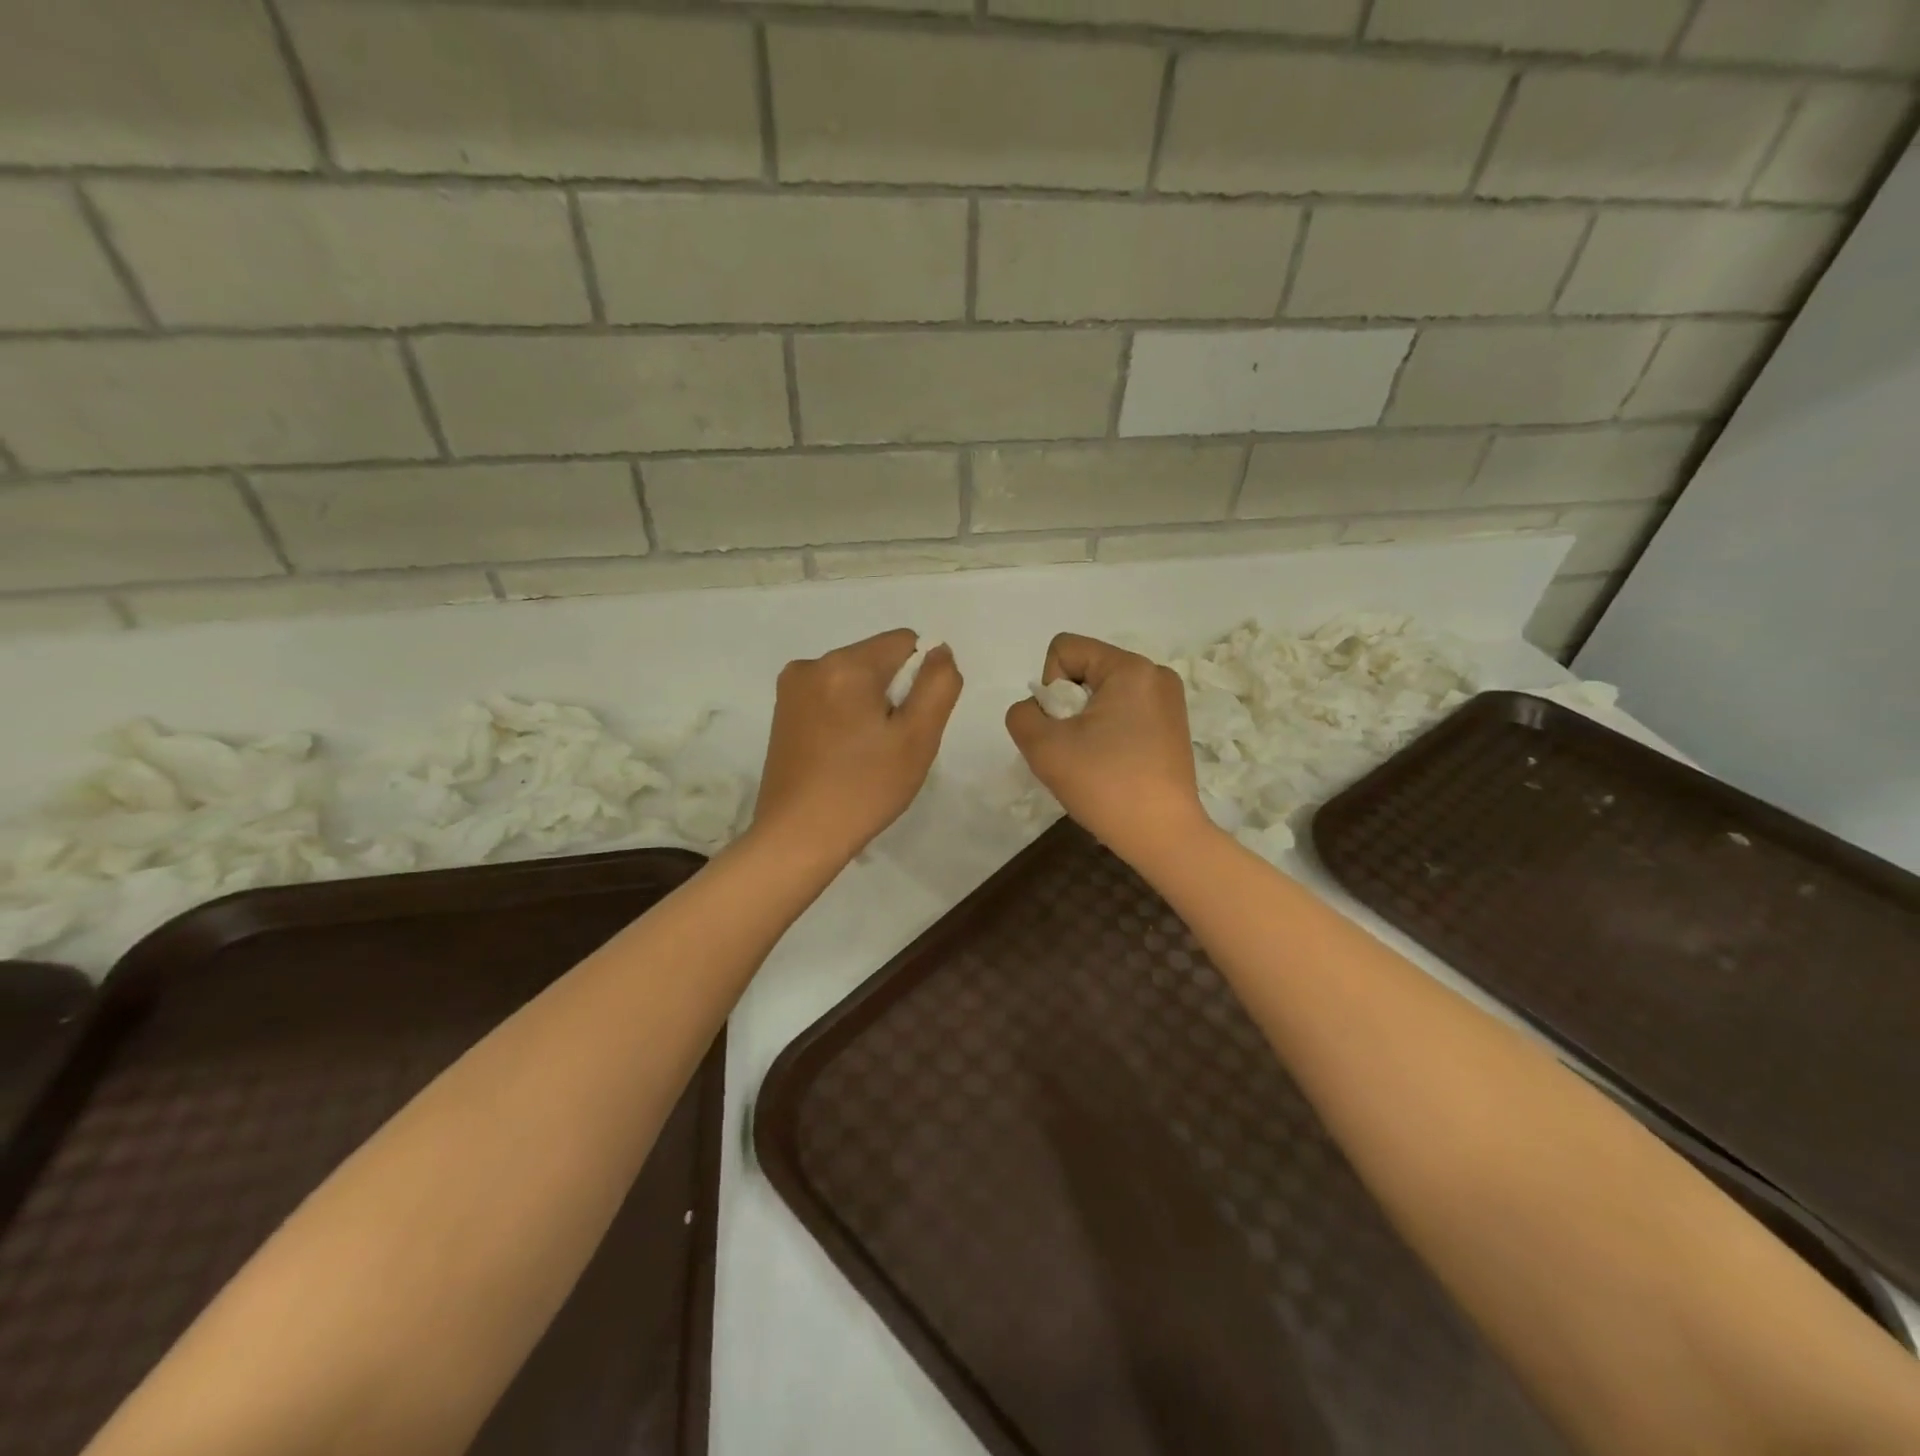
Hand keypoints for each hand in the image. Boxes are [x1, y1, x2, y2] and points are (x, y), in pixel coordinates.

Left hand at [754, 629, 962, 861]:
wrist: (798, 837)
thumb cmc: (865, 788)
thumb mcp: (918, 738)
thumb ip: (939, 684)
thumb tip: (939, 650)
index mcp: (846, 664)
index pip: (905, 642)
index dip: (920, 680)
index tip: (909, 724)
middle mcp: (812, 663)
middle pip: (877, 660)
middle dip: (893, 694)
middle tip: (888, 747)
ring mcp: (791, 687)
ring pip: (854, 680)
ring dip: (869, 707)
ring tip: (864, 755)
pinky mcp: (781, 711)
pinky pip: (830, 696)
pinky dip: (845, 717)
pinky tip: (842, 755)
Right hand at [1005, 633, 1210, 863]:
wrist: (1163, 836)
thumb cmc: (1105, 785)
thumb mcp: (1043, 747)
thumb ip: (1023, 714)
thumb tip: (1039, 710)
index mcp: (1130, 668)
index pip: (1064, 650)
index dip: (1049, 687)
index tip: (1063, 728)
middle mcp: (1155, 674)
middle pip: (1085, 670)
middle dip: (1068, 706)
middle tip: (1076, 749)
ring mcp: (1169, 700)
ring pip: (1102, 693)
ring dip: (1085, 721)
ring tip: (1094, 760)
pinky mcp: (1173, 725)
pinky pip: (1124, 711)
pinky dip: (1107, 731)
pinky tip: (1112, 765)